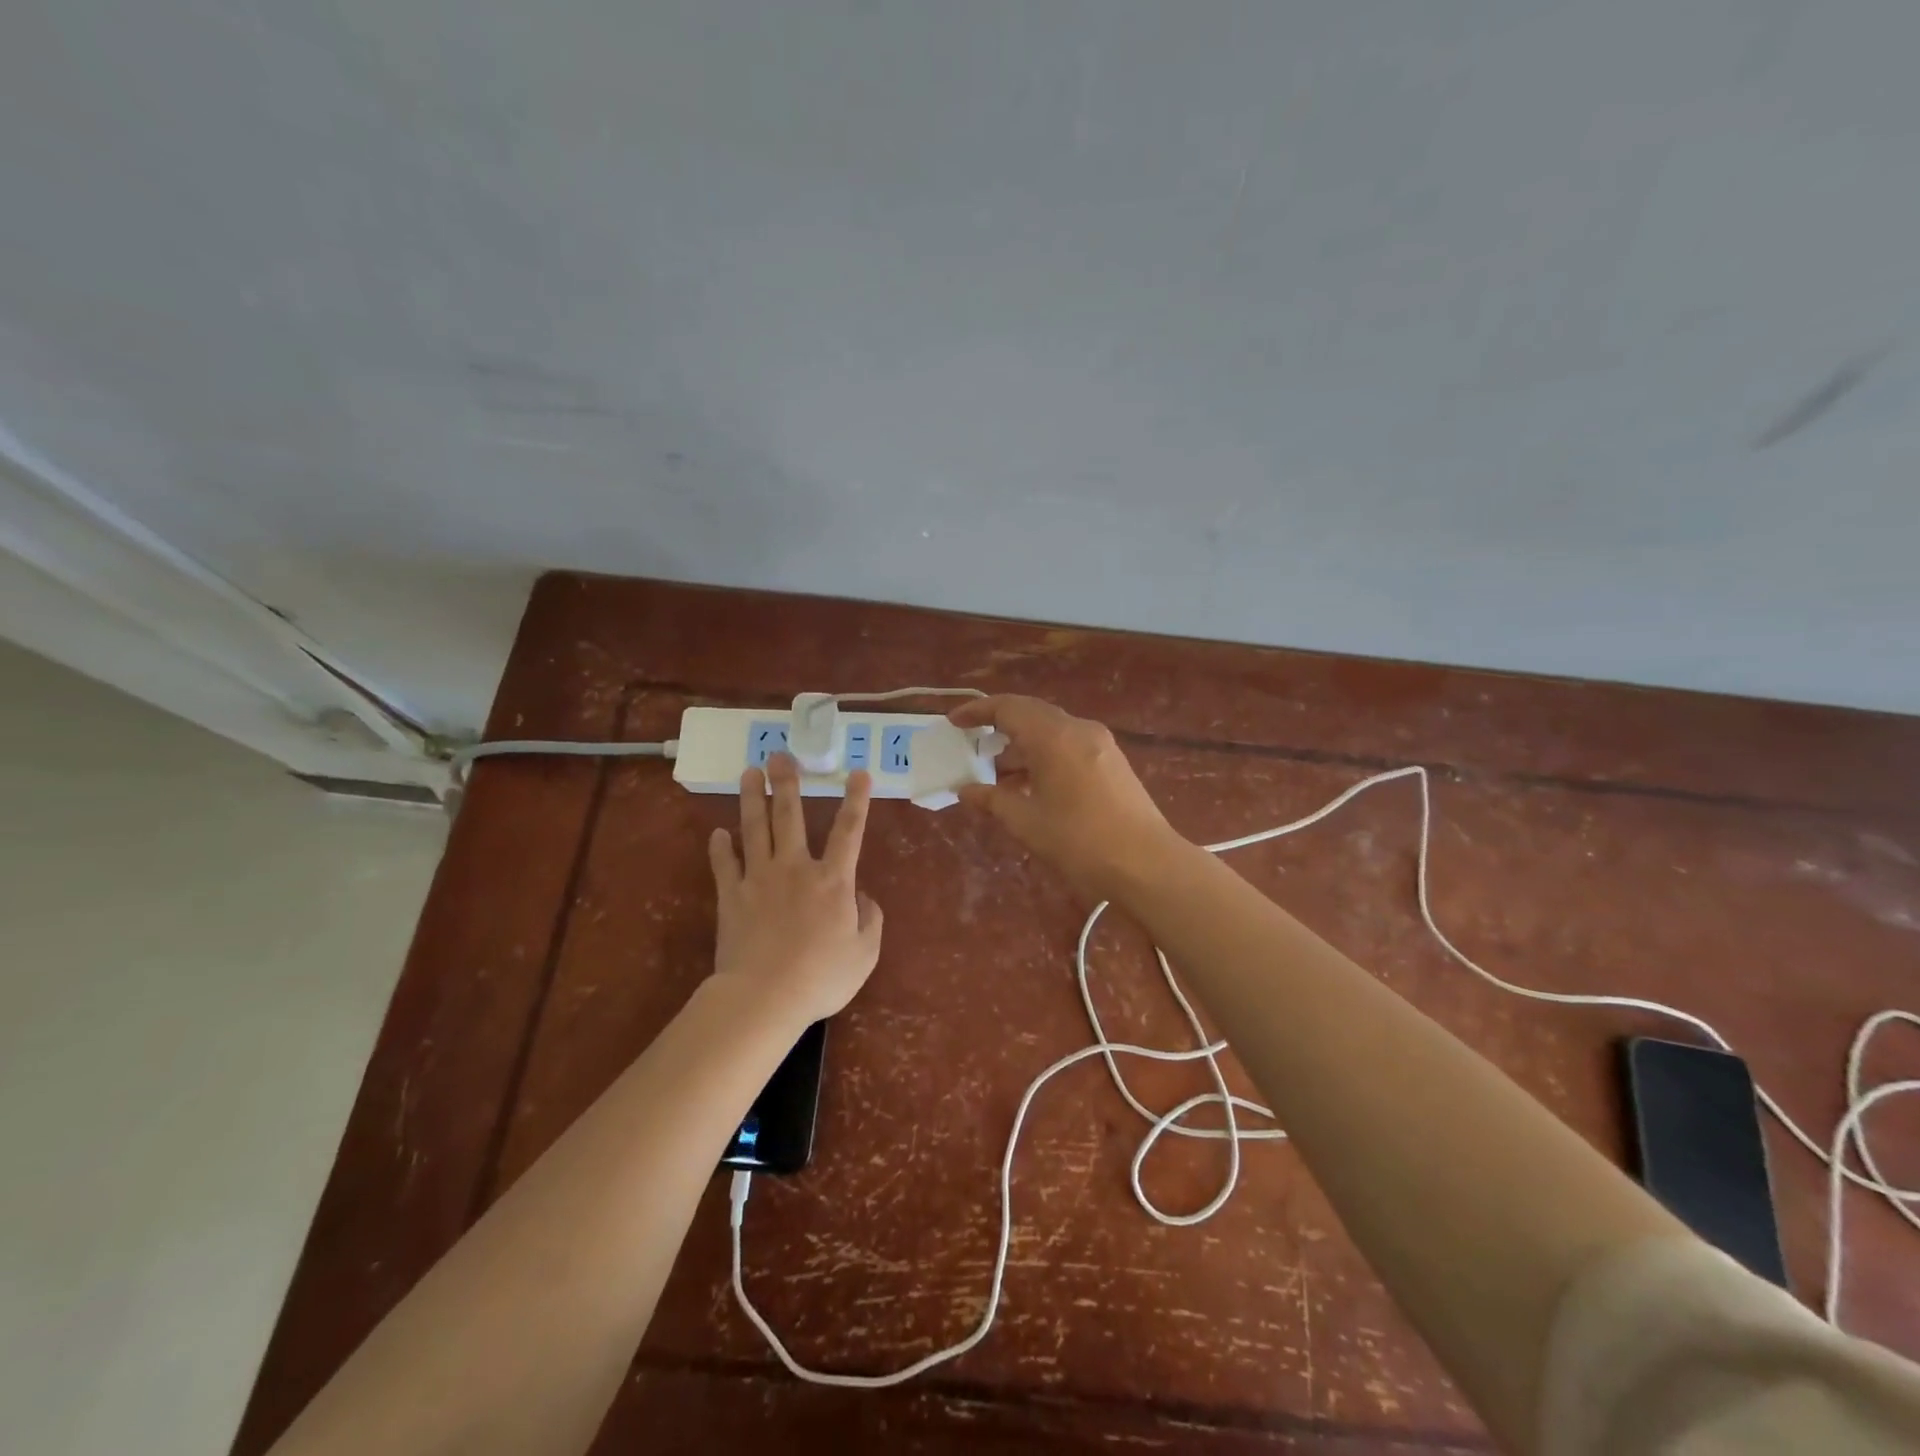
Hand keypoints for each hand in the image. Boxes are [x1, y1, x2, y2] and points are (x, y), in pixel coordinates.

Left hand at [707, 753, 884, 1023]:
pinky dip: (720, 848)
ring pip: (754, 829)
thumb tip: (863, 897)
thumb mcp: (864, 953)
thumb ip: (870, 920)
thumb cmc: (821, 977)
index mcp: (833, 880)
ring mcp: (759, 878)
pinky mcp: (731, 896)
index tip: (858, 772)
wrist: (764, 996)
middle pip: (790, 816)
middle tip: (780, 754)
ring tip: (749, 772)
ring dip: (751, 798)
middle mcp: (795, 868)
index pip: (849, 831)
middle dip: (786, 783)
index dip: (856, 800)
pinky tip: (718, 833)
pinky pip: (724, 865)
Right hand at [949, 695, 1186, 899]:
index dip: (977, 711)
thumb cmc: (1080, 842)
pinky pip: (1069, 745)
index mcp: (1054, 736)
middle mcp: (1078, 729)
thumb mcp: (1027, 823)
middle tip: (972, 744)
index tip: (954, 722)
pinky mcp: (1112, 761)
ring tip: (997, 774)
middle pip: (1031, 714)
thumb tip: (964, 790)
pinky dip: (1044, 756)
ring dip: (1023, 745)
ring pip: (1052, 731)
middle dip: (999, 726)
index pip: (1008, 708)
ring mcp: (1100, 744)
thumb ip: (992, 800)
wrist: (1147, 864)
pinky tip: (1031, 785)